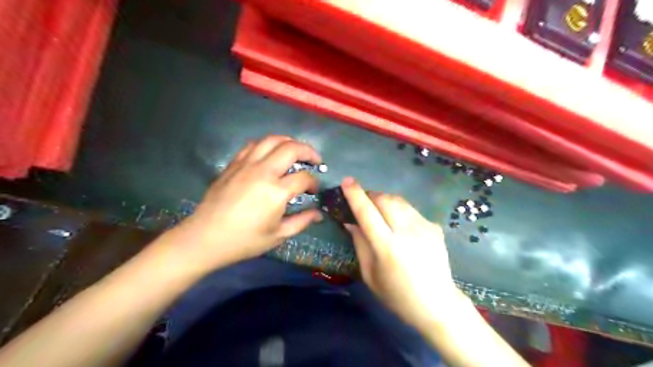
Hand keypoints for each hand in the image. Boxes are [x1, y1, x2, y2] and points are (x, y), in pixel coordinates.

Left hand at [176, 135, 323, 272]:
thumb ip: (302, 221)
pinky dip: (267, 144)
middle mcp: (263, 172)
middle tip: (315, 160)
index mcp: (276, 192)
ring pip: (272, 140)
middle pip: (292, 149)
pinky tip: (271, 153)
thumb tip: (319, 214)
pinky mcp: (234, 164)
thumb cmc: (244, 240)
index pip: (304, 178)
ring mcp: (246, 165)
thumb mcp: (278, 235)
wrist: (205, 237)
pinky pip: (253, 145)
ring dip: (289, 142)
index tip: (314, 190)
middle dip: (309, 152)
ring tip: (296, 150)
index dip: (314, 182)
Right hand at [342, 177, 469, 329]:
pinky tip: (399, 225)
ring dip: (384, 200)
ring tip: (380, 211)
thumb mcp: (370, 275)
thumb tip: (351, 222)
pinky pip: (411, 210)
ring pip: (399, 200)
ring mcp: (423, 227)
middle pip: (384, 199)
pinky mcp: (434, 227)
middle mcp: (406, 232)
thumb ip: (360, 244)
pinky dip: (399, 211)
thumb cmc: (397, 295)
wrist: (437, 304)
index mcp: (387, 247)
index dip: (355, 195)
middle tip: (363, 203)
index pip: (367, 212)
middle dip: (370, 195)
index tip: (346, 181)